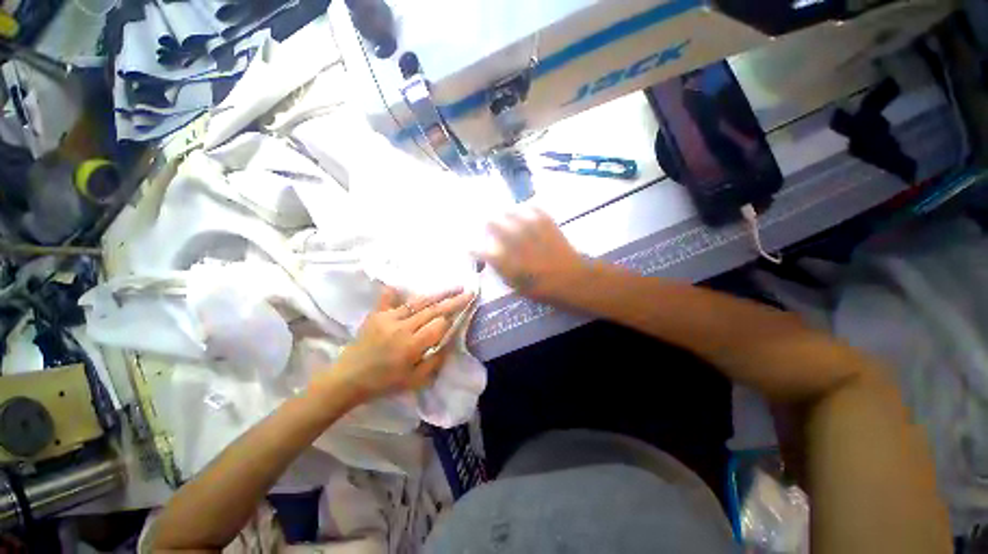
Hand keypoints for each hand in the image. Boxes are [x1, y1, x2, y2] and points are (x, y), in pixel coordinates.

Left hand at [323, 286, 473, 404]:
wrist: (348, 379)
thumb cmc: (384, 383)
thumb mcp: (415, 381)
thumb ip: (435, 361)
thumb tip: (449, 342)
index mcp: (412, 346)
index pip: (439, 325)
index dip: (451, 321)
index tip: (458, 318)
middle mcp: (402, 328)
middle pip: (433, 310)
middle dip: (453, 300)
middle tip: (468, 292)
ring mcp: (388, 318)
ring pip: (418, 302)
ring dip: (437, 294)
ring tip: (453, 287)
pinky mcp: (376, 314)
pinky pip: (388, 298)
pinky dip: (395, 292)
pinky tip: (400, 285)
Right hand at [477, 207, 587, 300]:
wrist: (572, 280)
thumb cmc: (544, 288)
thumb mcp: (518, 286)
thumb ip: (503, 272)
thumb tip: (493, 260)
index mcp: (509, 262)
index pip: (484, 252)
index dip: (474, 249)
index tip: (470, 247)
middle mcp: (517, 244)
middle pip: (496, 226)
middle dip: (489, 224)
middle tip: (487, 223)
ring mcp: (533, 232)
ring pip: (513, 214)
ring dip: (506, 214)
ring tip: (504, 213)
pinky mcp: (548, 225)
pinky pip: (535, 210)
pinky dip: (529, 208)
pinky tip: (526, 208)